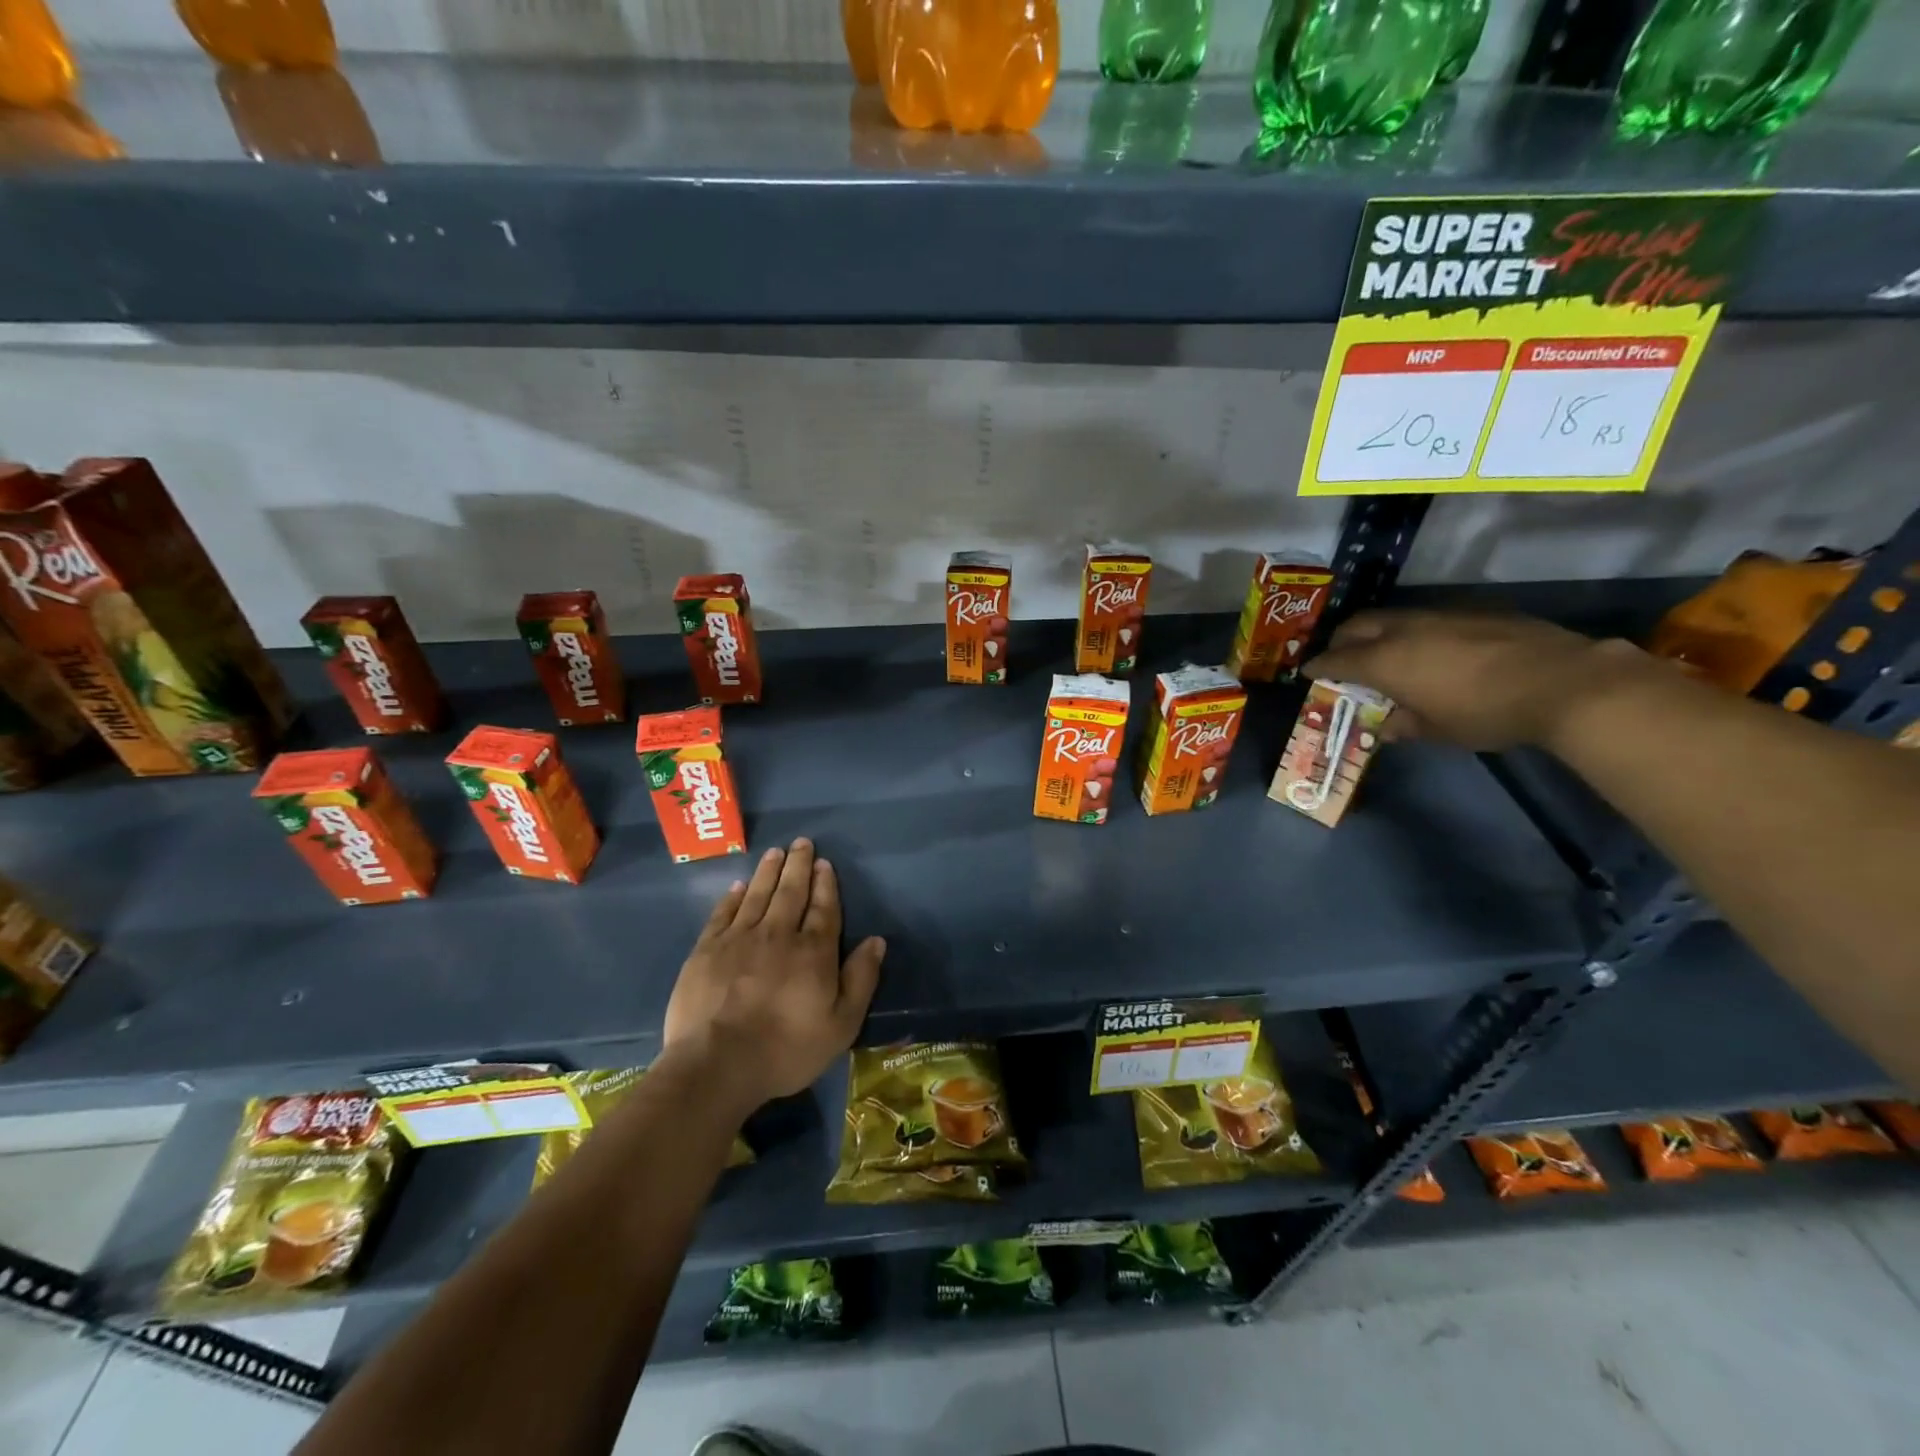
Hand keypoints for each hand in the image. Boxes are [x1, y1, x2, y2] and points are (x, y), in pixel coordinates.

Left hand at [663, 838, 885, 1117]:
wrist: (716, 1064)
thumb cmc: (786, 1049)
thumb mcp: (840, 1025)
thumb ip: (861, 980)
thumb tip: (876, 941)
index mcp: (813, 951)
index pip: (823, 909)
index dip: (825, 884)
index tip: (824, 863)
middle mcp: (778, 934)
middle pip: (791, 892)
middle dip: (798, 866)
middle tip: (801, 842)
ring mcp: (738, 939)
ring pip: (757, 895)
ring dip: (768, 872)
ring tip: (775, 852)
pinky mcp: (706, 950)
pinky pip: (723, 914)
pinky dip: (733, 897)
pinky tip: (738, 887)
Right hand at [1304, 609, 1655, 751]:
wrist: (1563, 682)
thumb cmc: (1486, 713)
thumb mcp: (1439, 730)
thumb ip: (1406, 724)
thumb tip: (1388, 725)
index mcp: (1385, 661)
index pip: (1336, 659)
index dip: (1318, 667)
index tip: (1308, 672)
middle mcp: (1404, 631)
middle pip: (1357, 626)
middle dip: (1342, 640)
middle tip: (1341, 657)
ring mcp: (1440, 616)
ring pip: (1393, 617)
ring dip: (1379, 632)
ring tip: (1384, 652)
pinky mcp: (1474, 611)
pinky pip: (1429, 617)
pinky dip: (1415, 631)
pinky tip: (1433, 649)